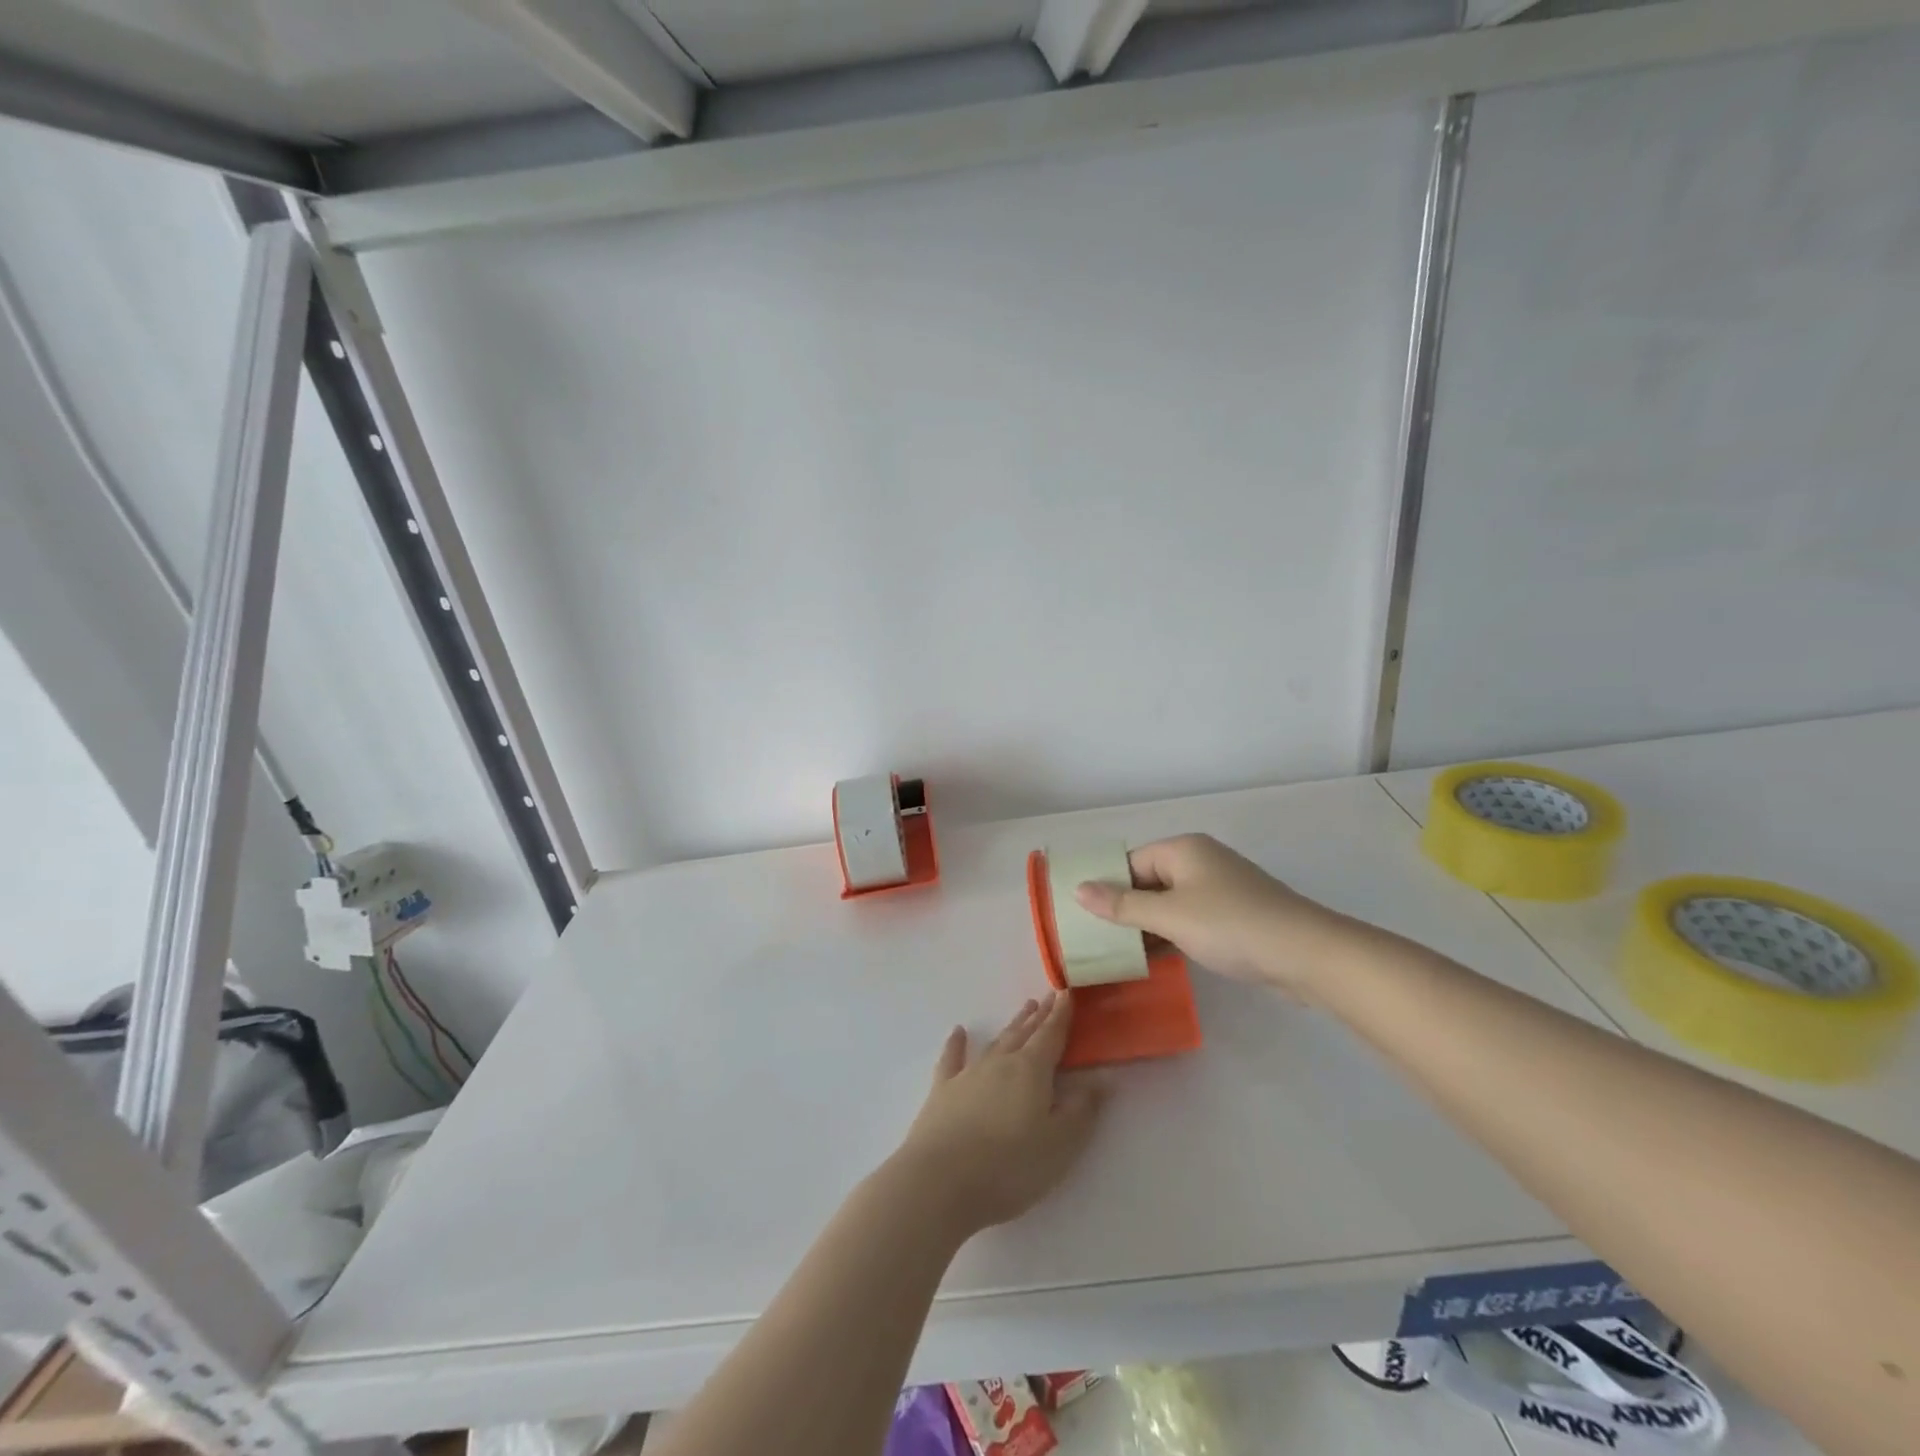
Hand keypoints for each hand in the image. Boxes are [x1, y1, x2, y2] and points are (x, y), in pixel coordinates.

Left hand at [896, 993, 1104, 1238]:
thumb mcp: (1060, 1145)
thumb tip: (1100, 1080)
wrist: (941, 1181)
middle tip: (1049, 997)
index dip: (1061, 1015)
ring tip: (1024, 1010)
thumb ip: (1082, 1110)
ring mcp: (969, 1074)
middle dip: (1040, 1016)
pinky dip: (956, 1044)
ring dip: (1012, 1026)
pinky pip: (952, 1058)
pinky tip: (958, 1032)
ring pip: (996, 1042)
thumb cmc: (1009, 1166)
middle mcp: (1000, 1063)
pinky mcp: (943, 1091)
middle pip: (1024, 1033)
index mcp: (1031, 1071)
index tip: (1067, 993)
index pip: (1051, 1035)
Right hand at [1072, 833, 1348, 996]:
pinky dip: (1172, 934)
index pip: (1130, 863)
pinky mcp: (1235, 914)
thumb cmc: (1231, 926)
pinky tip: (1157, 958)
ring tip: (1120, 953)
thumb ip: (1123, 905)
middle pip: (1149, 881)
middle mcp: (1200, 861)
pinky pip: (1191, 918)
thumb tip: (1078, 890)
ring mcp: (1221, 888)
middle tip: (1096, 939)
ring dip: (1148, 925)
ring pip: (1170, 902)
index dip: (1106, 887)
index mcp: (1183, 850)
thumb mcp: (1170, 916)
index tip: (1083, 917)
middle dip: (1125, 909)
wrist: (1307, 955)